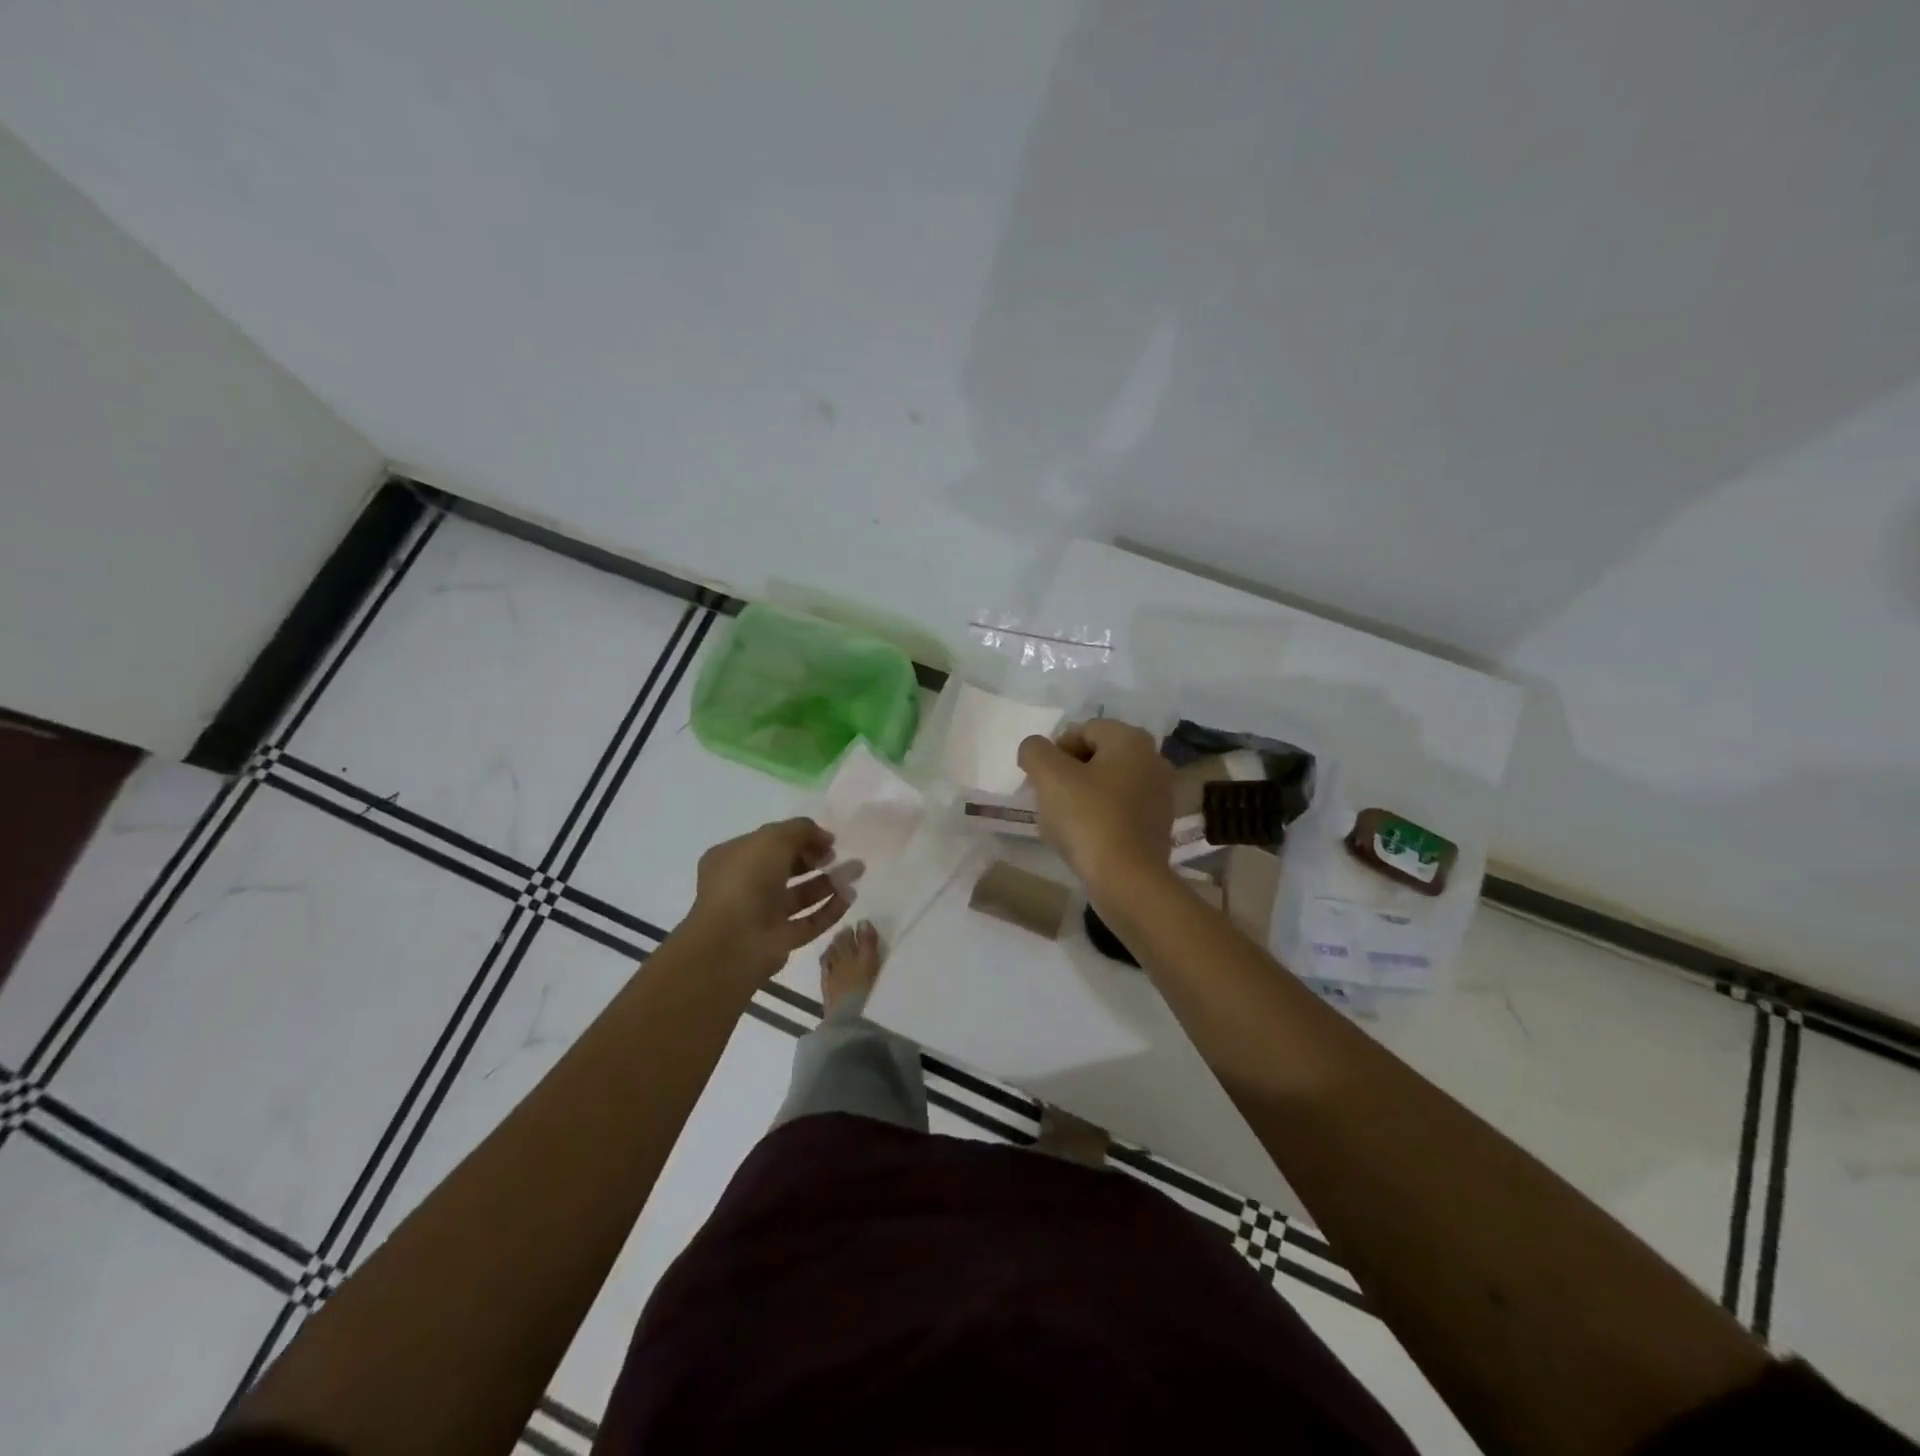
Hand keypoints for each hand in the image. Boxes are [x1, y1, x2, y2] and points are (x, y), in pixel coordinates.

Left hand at [683, 818, 857, 982]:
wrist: (732, 942)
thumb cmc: (746, 880)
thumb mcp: (773, 838)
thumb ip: (802, 830)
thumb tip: (825, 837)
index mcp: (734, 858)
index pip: (770, 842)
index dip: (799, 837)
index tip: (826, 838)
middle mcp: (746, 885)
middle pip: (787, 868)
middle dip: (816, 859)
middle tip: (839, 855)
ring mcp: (763, 914)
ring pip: (801, 895)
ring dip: (829, 882)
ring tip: (857, 871)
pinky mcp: (780, 940)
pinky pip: (810, 920)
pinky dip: (830, 909)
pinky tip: (850, 896)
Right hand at [1016, 721, 1173, 894]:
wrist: (1127, 880)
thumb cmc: (1088, 818)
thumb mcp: (1049, 776)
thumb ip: (1035, 751)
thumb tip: (1035, 749)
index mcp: (1131, 739)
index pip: (1082, 730)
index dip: (1054, 752)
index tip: (1041, 780)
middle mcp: (1153, 759)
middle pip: (1096, 757)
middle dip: (1067, 775)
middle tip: (1049, 800)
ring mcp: (1160, 794)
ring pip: (1107, 785)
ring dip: (1081, 797)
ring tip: (1063, 823)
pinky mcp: (1158, 825)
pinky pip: (1120, 810)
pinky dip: (1099, 817)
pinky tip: (1084, 839)